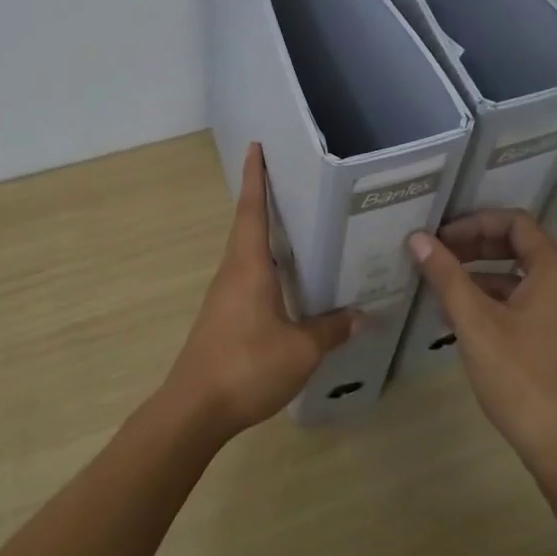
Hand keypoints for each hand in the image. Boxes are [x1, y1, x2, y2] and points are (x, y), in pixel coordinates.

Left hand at [164, 144, 355, 440]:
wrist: (195, 409)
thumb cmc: (247, 366)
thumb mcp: (301, 350)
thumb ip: (330, 330)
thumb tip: (362, 315)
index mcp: (248, 266)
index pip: (252, 210)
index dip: (255, 178)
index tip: (255, 147)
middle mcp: (232, 272)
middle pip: (246, 226)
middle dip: (263, 200)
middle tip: (290, 181)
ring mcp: (224, 296)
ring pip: (246, 254)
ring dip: (264, 234)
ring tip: (296, 227)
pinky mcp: (222, 317)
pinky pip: (247, 278)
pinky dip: (265, 266)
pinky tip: (286, 282)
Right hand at [409, 210, 556, 476]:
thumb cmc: (522, 378)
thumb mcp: (476, 323)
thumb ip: (447, 276)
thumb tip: (418, 239)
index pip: (515, 222)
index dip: (474, 223)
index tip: (440, 238)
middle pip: (520, 246)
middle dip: (476, 247)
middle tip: (437, 258)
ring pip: (523, 277)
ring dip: (483, 276)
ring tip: (442, 291)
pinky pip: (531, 303)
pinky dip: (499, 301)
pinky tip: (466, 322)